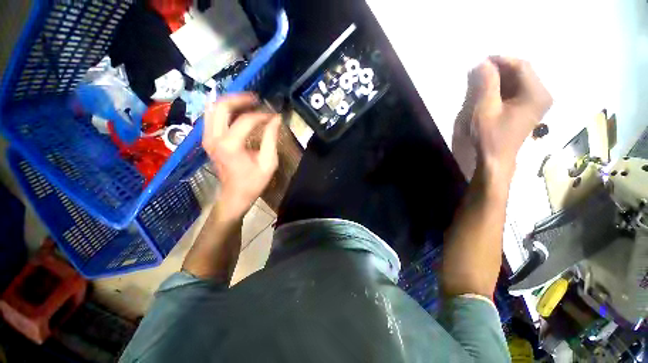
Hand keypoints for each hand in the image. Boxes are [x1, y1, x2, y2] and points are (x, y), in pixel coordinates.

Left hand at [203, 93, 280, 219]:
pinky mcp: (207, 140)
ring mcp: (207, 138)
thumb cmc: (253, 182)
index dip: (262, 115)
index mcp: (230, 145)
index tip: (274, 115)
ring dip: (230, 102)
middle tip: (257, 99)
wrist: (235, 195)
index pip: (246, 120)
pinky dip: (223, 110)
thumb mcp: (268, 162)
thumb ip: (271, 139)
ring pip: (213, 108)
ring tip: (247, 102)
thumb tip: (276, 119)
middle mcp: (214, 138)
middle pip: (221, 106)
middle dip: (240, 99)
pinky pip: (211, 117)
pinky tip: (234, 110)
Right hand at [471, 56, 551, 176]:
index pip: (521, 66)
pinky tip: (490, 91)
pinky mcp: (529, 108)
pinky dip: (503, 88)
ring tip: (481, 81)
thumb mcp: (486, 108)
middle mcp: (542, 94)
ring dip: (500, 78)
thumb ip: (486, 84)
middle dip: (500, 69)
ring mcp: (537, 102)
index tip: (481, 60)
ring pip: (519, 80)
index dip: (501, 60)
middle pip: (522, 72)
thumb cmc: (491, 135)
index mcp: (536, 93)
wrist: (496, 158)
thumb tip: (483, 63)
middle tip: (479, 71)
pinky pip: (517, 90)